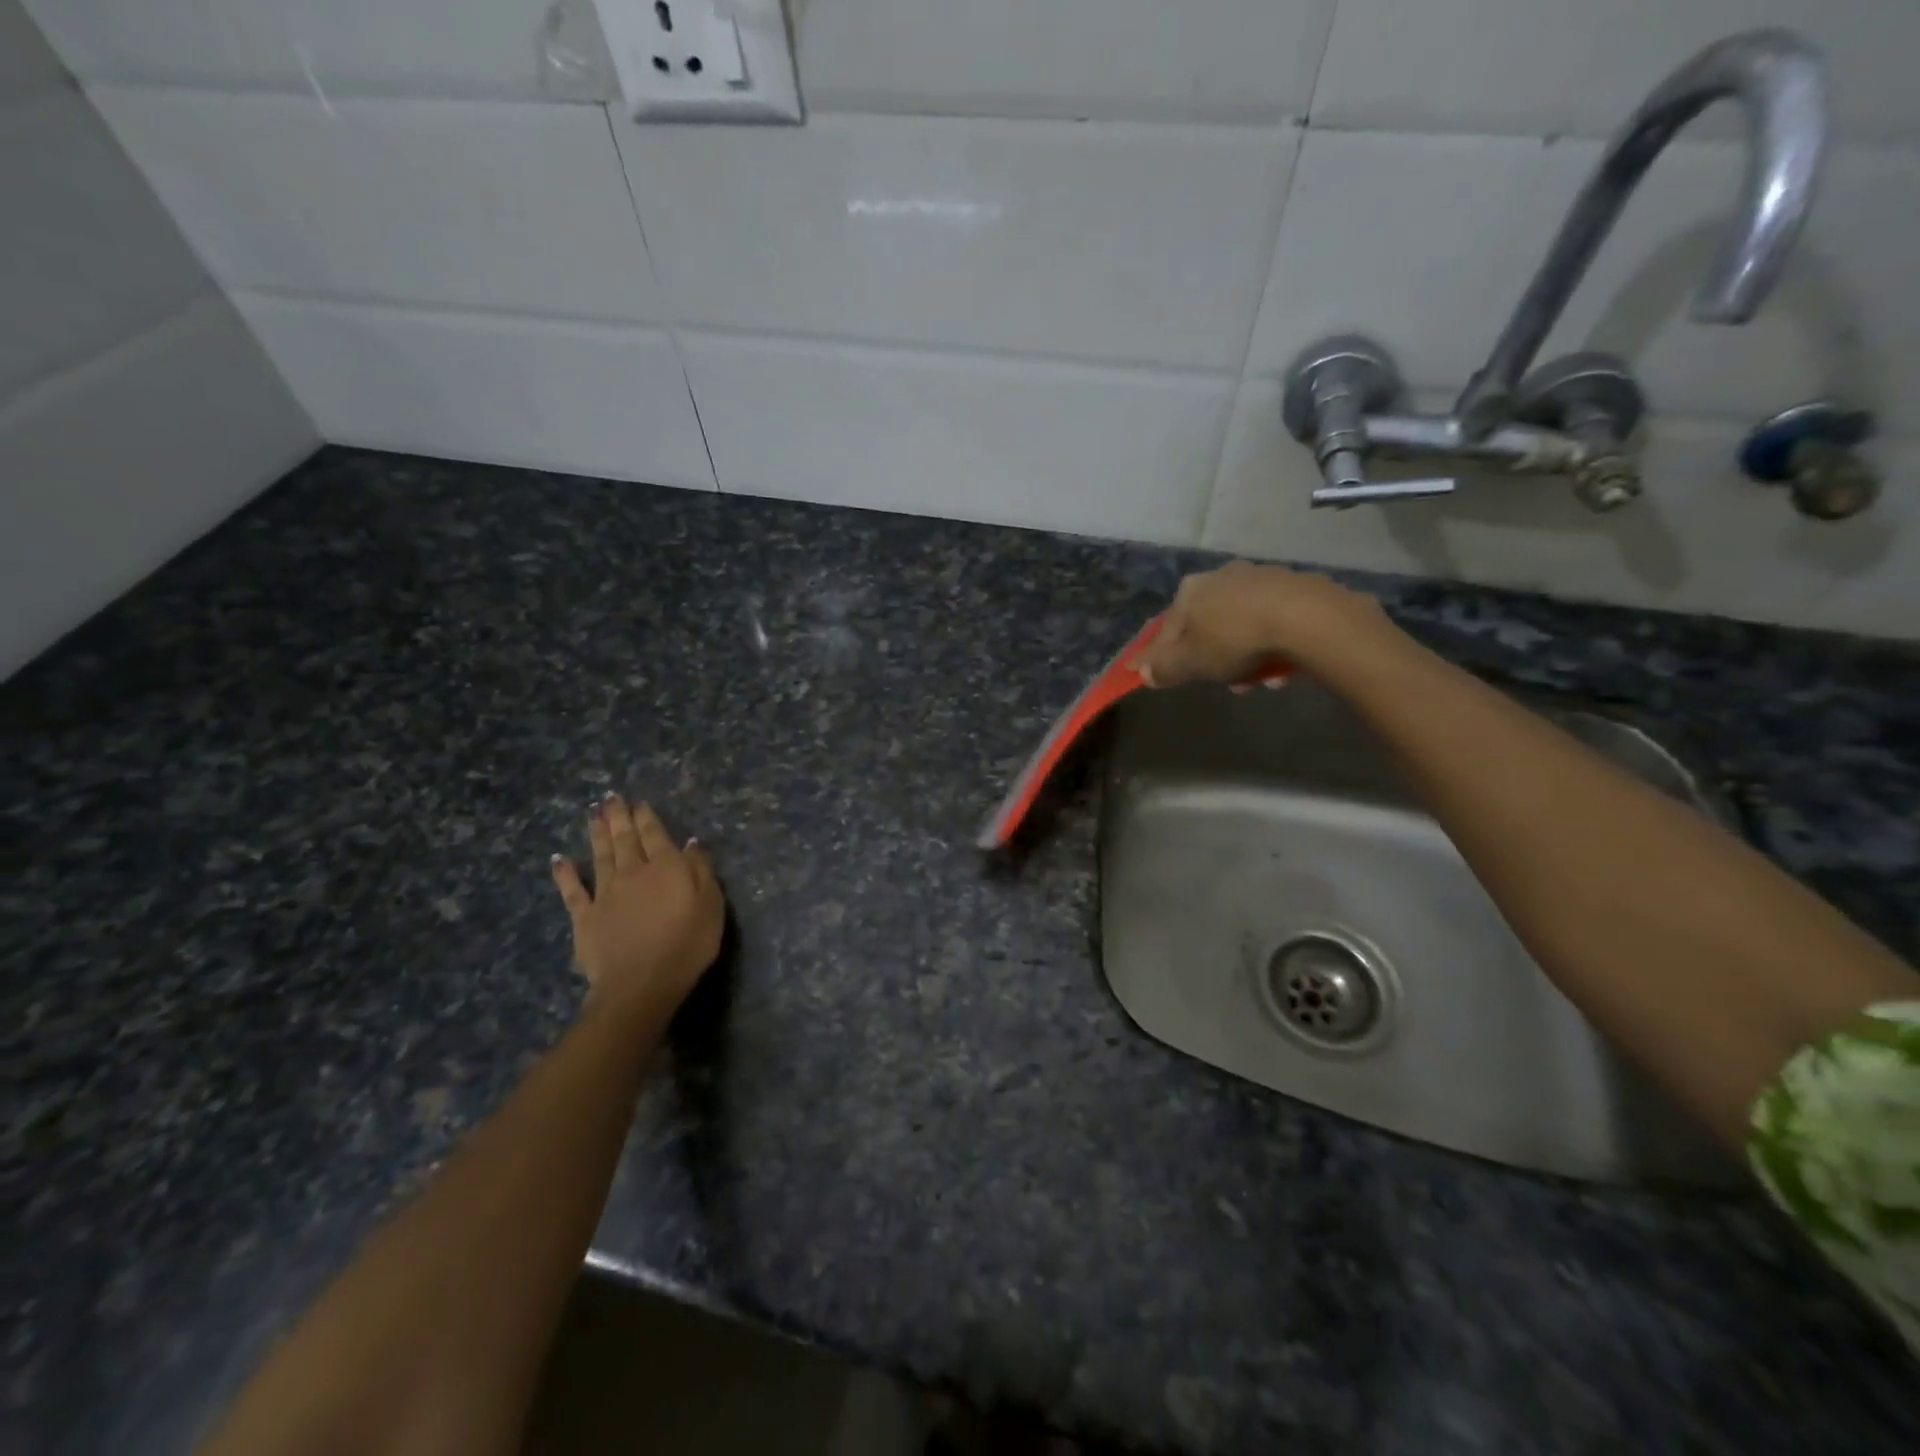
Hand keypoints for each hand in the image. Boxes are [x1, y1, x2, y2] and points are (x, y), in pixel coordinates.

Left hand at [551, 794, 723, 1020]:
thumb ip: (702, 871)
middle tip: (611, 797)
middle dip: (619, 816)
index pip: (655, 834)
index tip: (639, 801)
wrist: (641, 984)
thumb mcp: (711, 905)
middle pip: (625, 839)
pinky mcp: (584, 917)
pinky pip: (572, 891)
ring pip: (600, 856)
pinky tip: (559, 859)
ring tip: (594, 815)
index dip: (647, 816)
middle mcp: (633, 872)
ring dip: (597, 834)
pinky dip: (565, 873)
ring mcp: (605, 894)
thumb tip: (692, 843)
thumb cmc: (687, 944)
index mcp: (666, 868)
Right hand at [1138, 561, 1390, 687]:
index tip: (1147, 672)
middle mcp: (1221, 577)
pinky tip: (1282, 669)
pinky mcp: (1294, 587)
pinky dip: (1271, 645)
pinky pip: (1272, 622)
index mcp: (1190, 591)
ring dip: (1245, 656)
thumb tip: (1144, 672)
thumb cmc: (1235, 639)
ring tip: (1258, 682)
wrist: (1306, 617)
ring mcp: (1259, 578)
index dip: (1156, 655)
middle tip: (1222, 683)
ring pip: (1241, 625)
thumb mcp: (1193, 663)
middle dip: (1212, 658)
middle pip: (1206, 626)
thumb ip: (1165, 668)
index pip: (1165, 629)